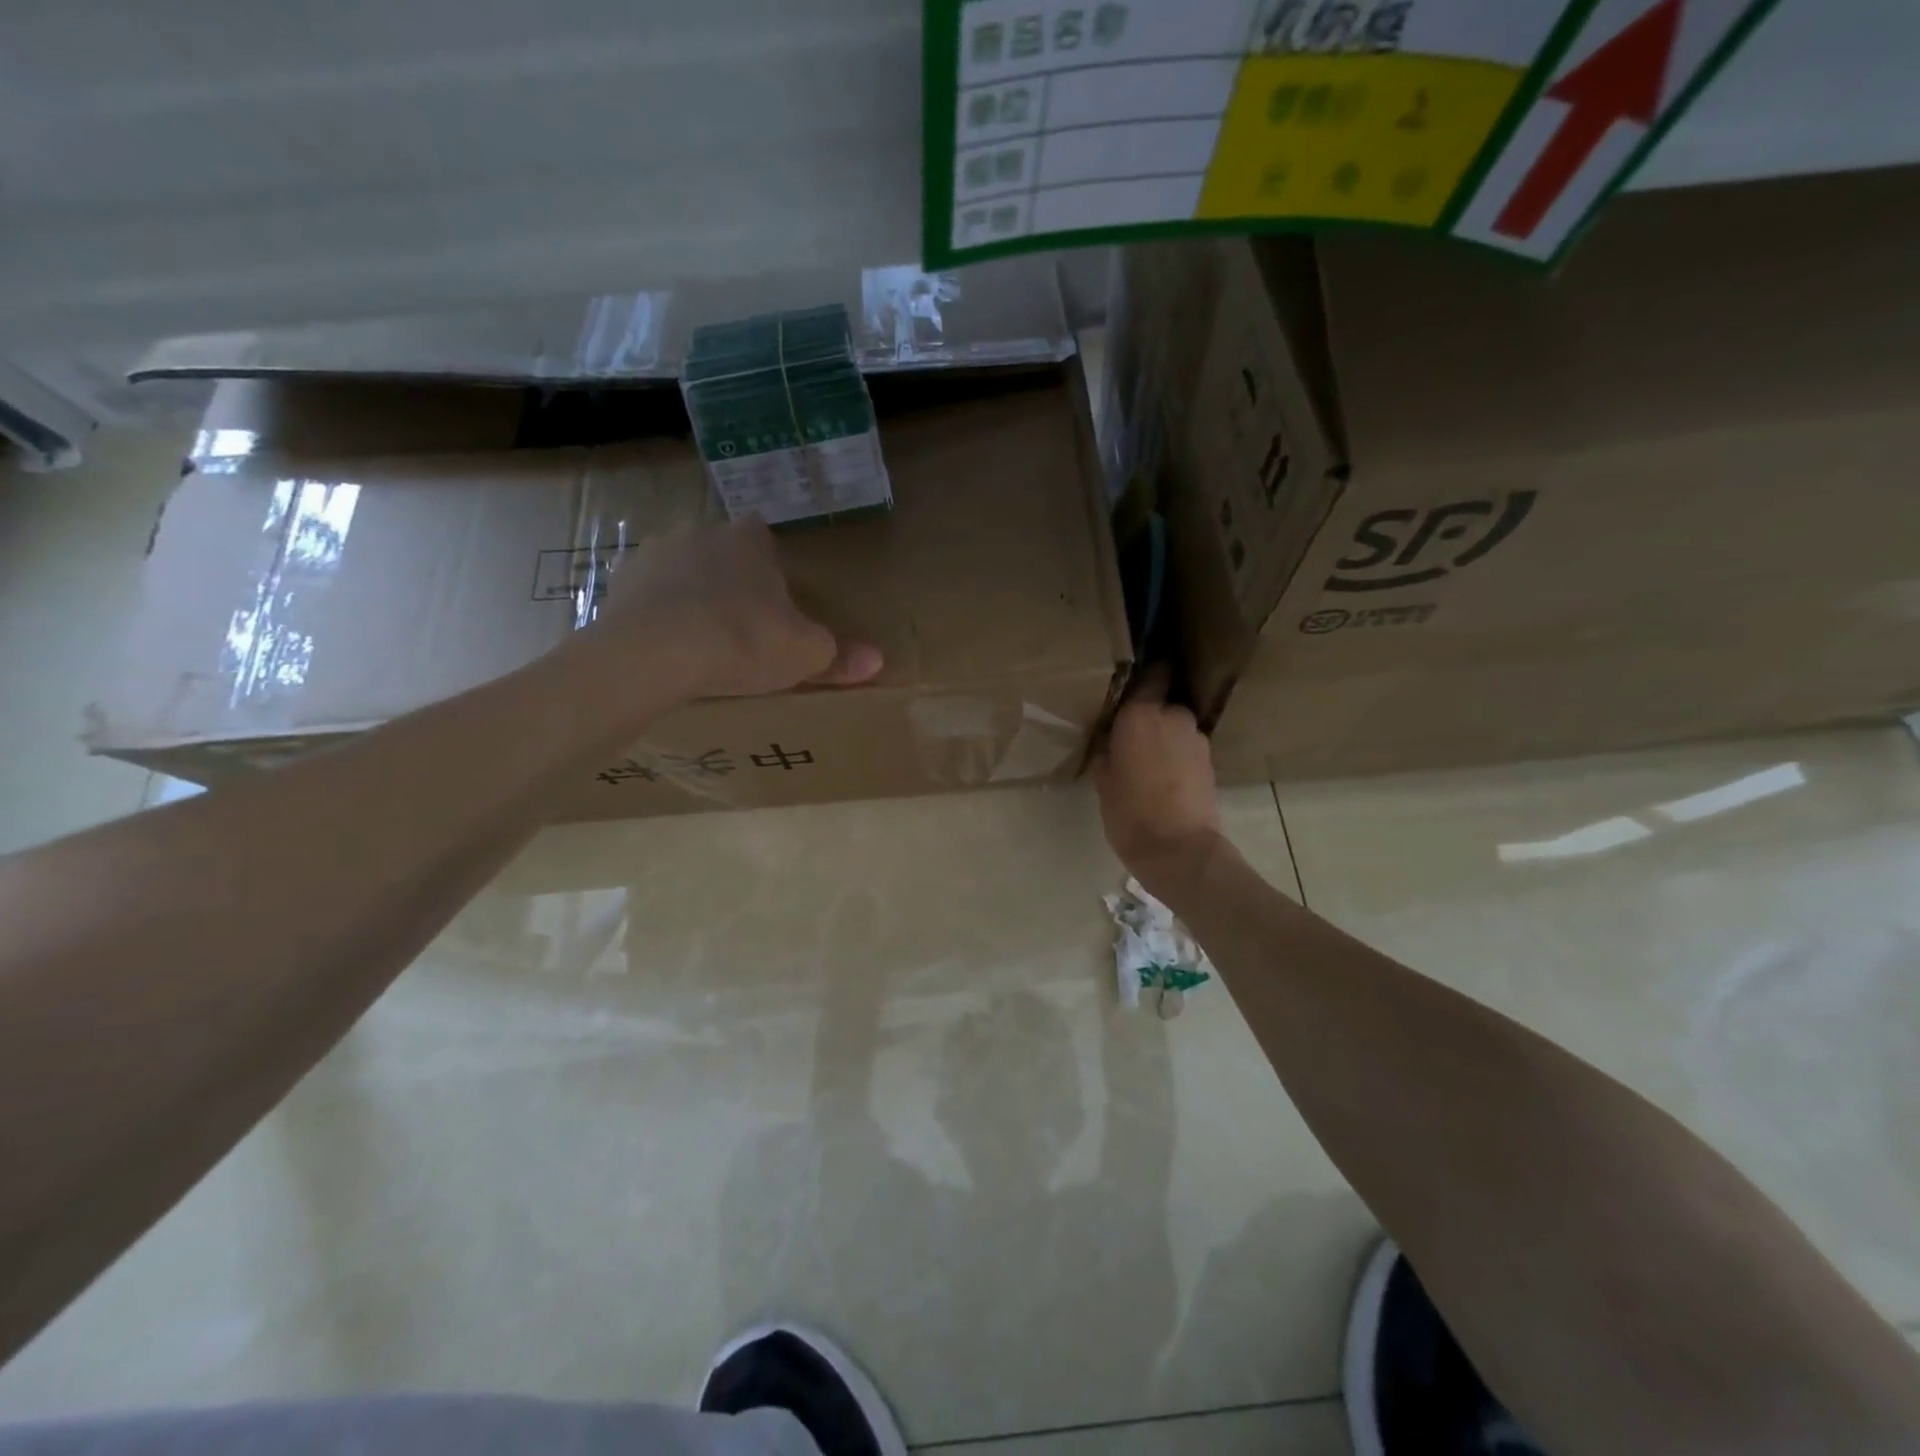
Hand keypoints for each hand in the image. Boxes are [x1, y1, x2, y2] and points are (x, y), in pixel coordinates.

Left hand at [590, 516, 883, 699]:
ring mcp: (654, 553)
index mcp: (750, 539)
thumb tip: (878, 660)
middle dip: (731, 586)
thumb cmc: (742, 641)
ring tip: (702, 646)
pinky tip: (667, 652)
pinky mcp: (619, 582)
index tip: (774, 611)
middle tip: (742, 632)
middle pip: (724, 556)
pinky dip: (657, 618)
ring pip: (683, 574)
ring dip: (692, 599)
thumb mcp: (805, 654)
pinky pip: (648, 598)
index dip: (772, 576)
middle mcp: (701, 531)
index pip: (766, 543)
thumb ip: (840, 655)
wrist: (652, 653)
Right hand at [1091, 667, 1223, 893]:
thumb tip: (1108, 740)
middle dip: (1149, 717)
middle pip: (1162, 705)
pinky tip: (1164, 780)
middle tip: (1130, 739)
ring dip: (1164, 739)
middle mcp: (1174, 716)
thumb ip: (1105, 751)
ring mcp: (1197, 738)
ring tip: (1147, 765)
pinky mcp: (1210, 761)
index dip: (1143, 677)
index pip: (1151, 674)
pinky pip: (1187, 749)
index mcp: (1141, 715)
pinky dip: (1177, 757)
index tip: (1129, 686)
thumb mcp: (1102, 782)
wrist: (1181, 851)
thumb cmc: (1130, 815)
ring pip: (1176, 728)